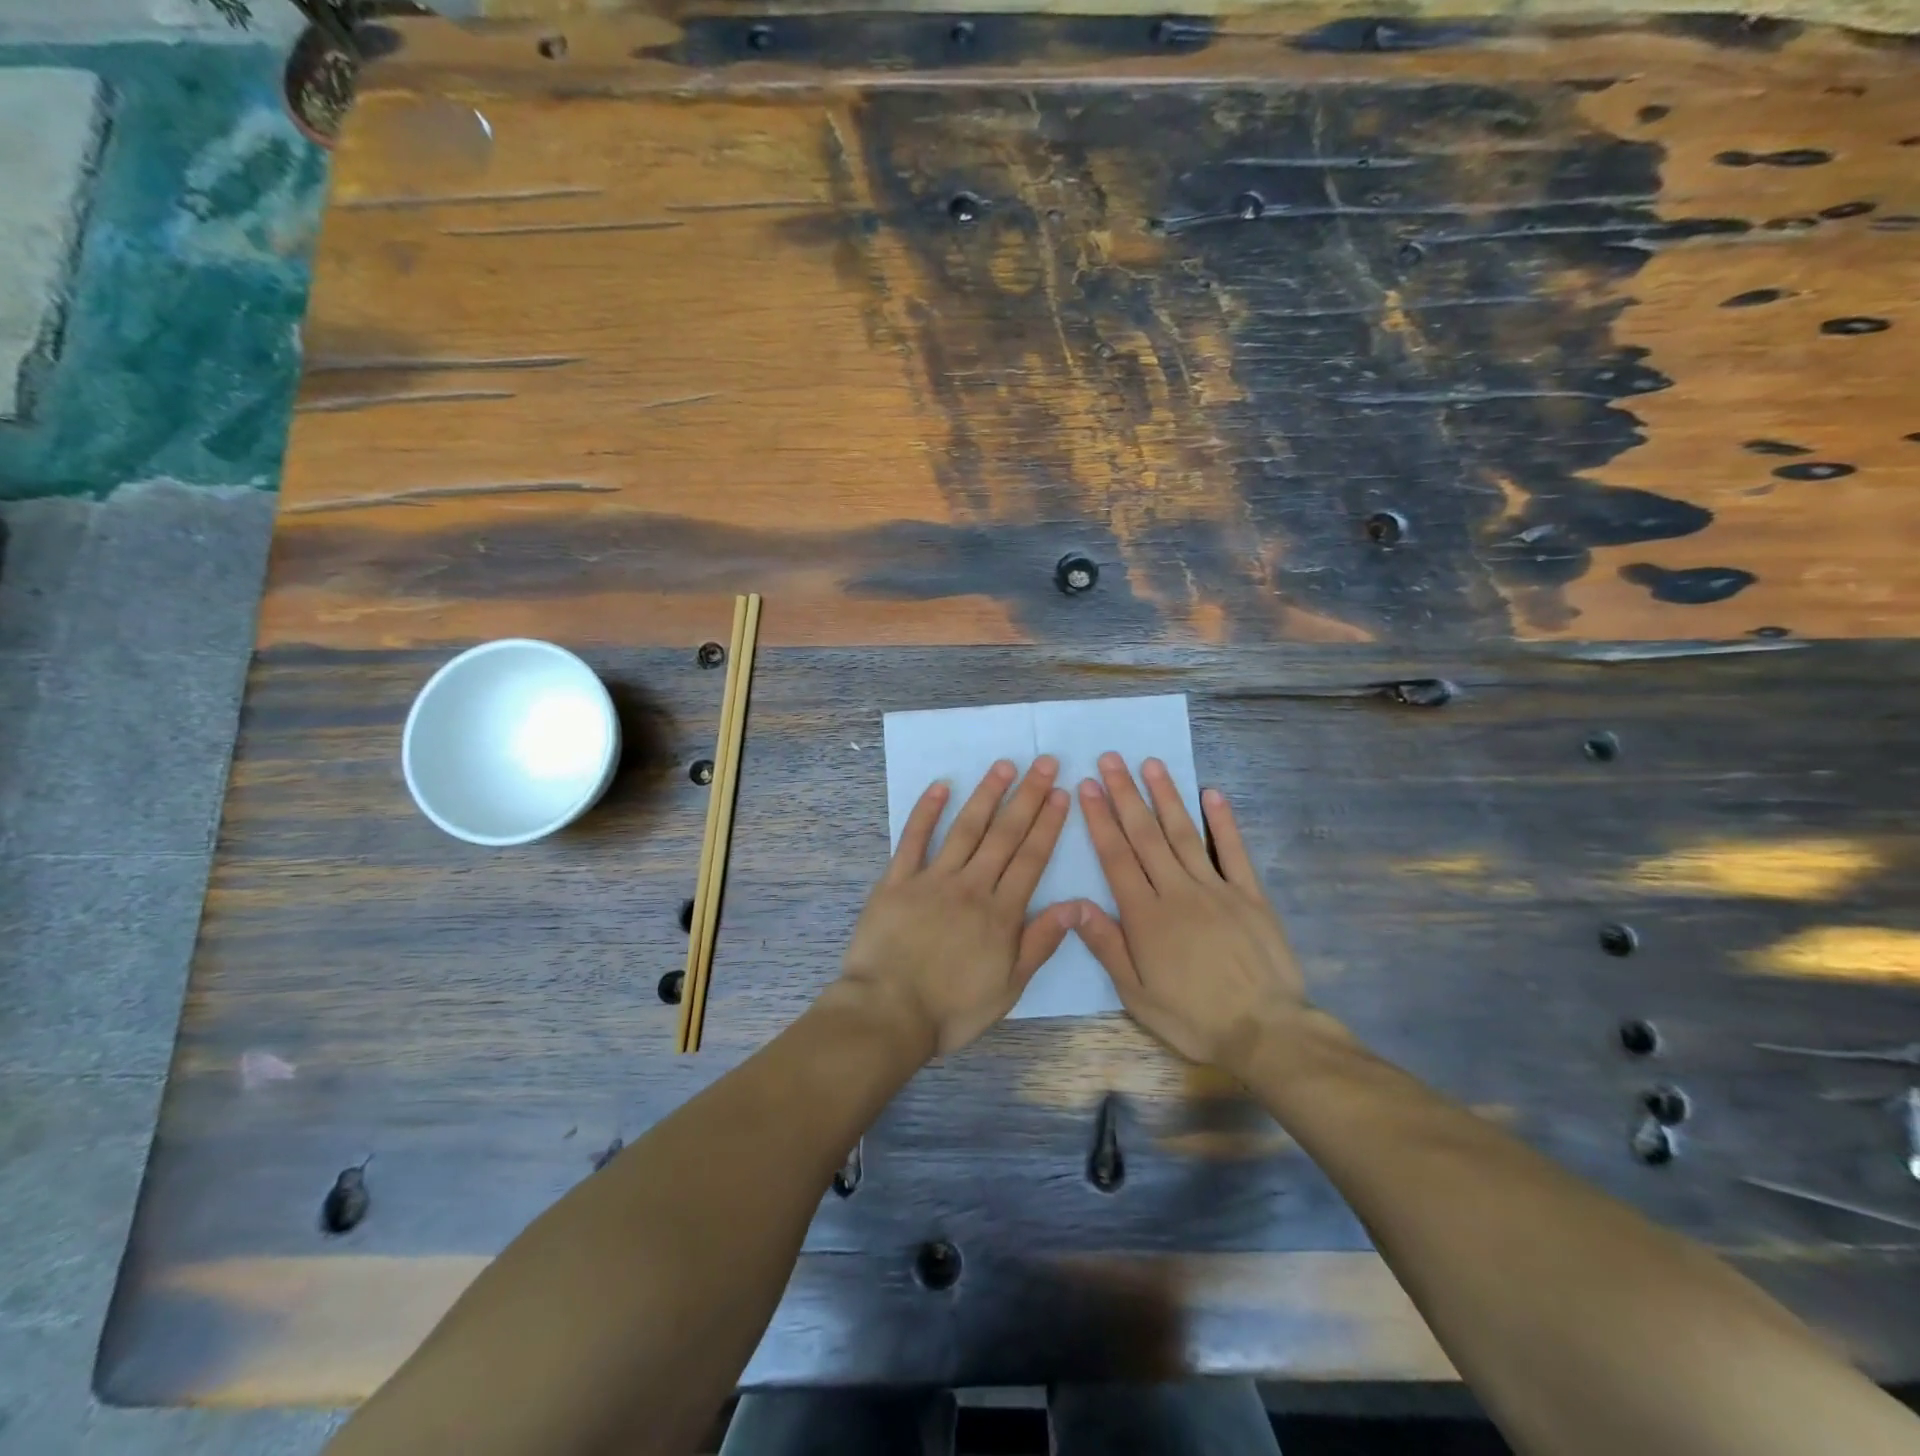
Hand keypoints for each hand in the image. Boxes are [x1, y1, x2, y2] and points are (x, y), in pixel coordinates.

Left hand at [838, 758, 1076, 1056]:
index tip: (1061, 793)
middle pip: (1004, 835)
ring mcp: (932, 879)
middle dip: (1027, 797)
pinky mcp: (897, 880)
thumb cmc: (951, 1008)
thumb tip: (1075, 905)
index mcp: (1001, 913)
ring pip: (965, 829)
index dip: (1048, 823)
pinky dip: (926, 811)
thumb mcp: (1008, 987)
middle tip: (1044, 763)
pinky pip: (913, 839)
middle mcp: (971, 886)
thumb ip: (1040, 943)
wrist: (888, 1013)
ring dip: (986, 795)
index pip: (1031, 858)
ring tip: (1004, 766)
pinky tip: (940, 786)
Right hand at [1076, 754, 1305, 1071]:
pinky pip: (1233, 851)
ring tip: (1150, 764)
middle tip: (1111, 759)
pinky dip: (1223, 821)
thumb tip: (1074, 903)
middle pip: (1146, 835)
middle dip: (1125, 794)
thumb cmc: (1193, 1017)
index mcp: (1146, 915)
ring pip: (1185, 833)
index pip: (1116, 857)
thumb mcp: (1136, 994)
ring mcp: (1217, 889)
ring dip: (1166, 797)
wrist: (1265, 1032)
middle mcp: (1177, 891)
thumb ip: (1106, 944)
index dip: (1099, 819)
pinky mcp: (1250, 895)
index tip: (1087, 786)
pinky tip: (1212, 793)